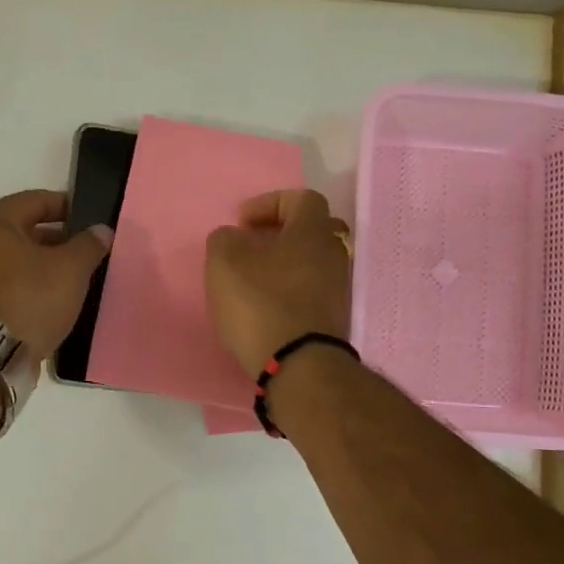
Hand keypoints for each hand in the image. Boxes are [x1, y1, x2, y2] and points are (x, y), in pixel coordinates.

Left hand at [0, 190, 112, 354]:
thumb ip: (89, 244)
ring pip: (24, 258)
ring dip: (51, 264)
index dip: (70, 207)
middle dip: (63, 238)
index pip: (38, 200)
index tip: (94, 221)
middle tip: (93, 250)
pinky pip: (17, 282)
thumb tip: (102, 231)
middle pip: (30, 229)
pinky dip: (38, 285)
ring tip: (82, 275)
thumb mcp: (70, 267)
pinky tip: (62, 297)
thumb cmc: (30, 297)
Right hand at [205, 189, 352, 374]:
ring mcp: (338, 288)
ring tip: (253, 280)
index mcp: (313, 231)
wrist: (298, 365)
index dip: (269, 203)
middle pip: (310, 230)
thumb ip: (225, 239)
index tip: (242, 223)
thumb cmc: (261, 303)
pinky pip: (311, 290)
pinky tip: (266, 306)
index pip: (302, 198)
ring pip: (311, 262)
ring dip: (284, 264)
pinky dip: (290, 290)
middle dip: (279, 234)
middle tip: (251, 247)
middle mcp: (334, 254)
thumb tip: (235, 238)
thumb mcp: (224, 262)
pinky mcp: (333, 317)